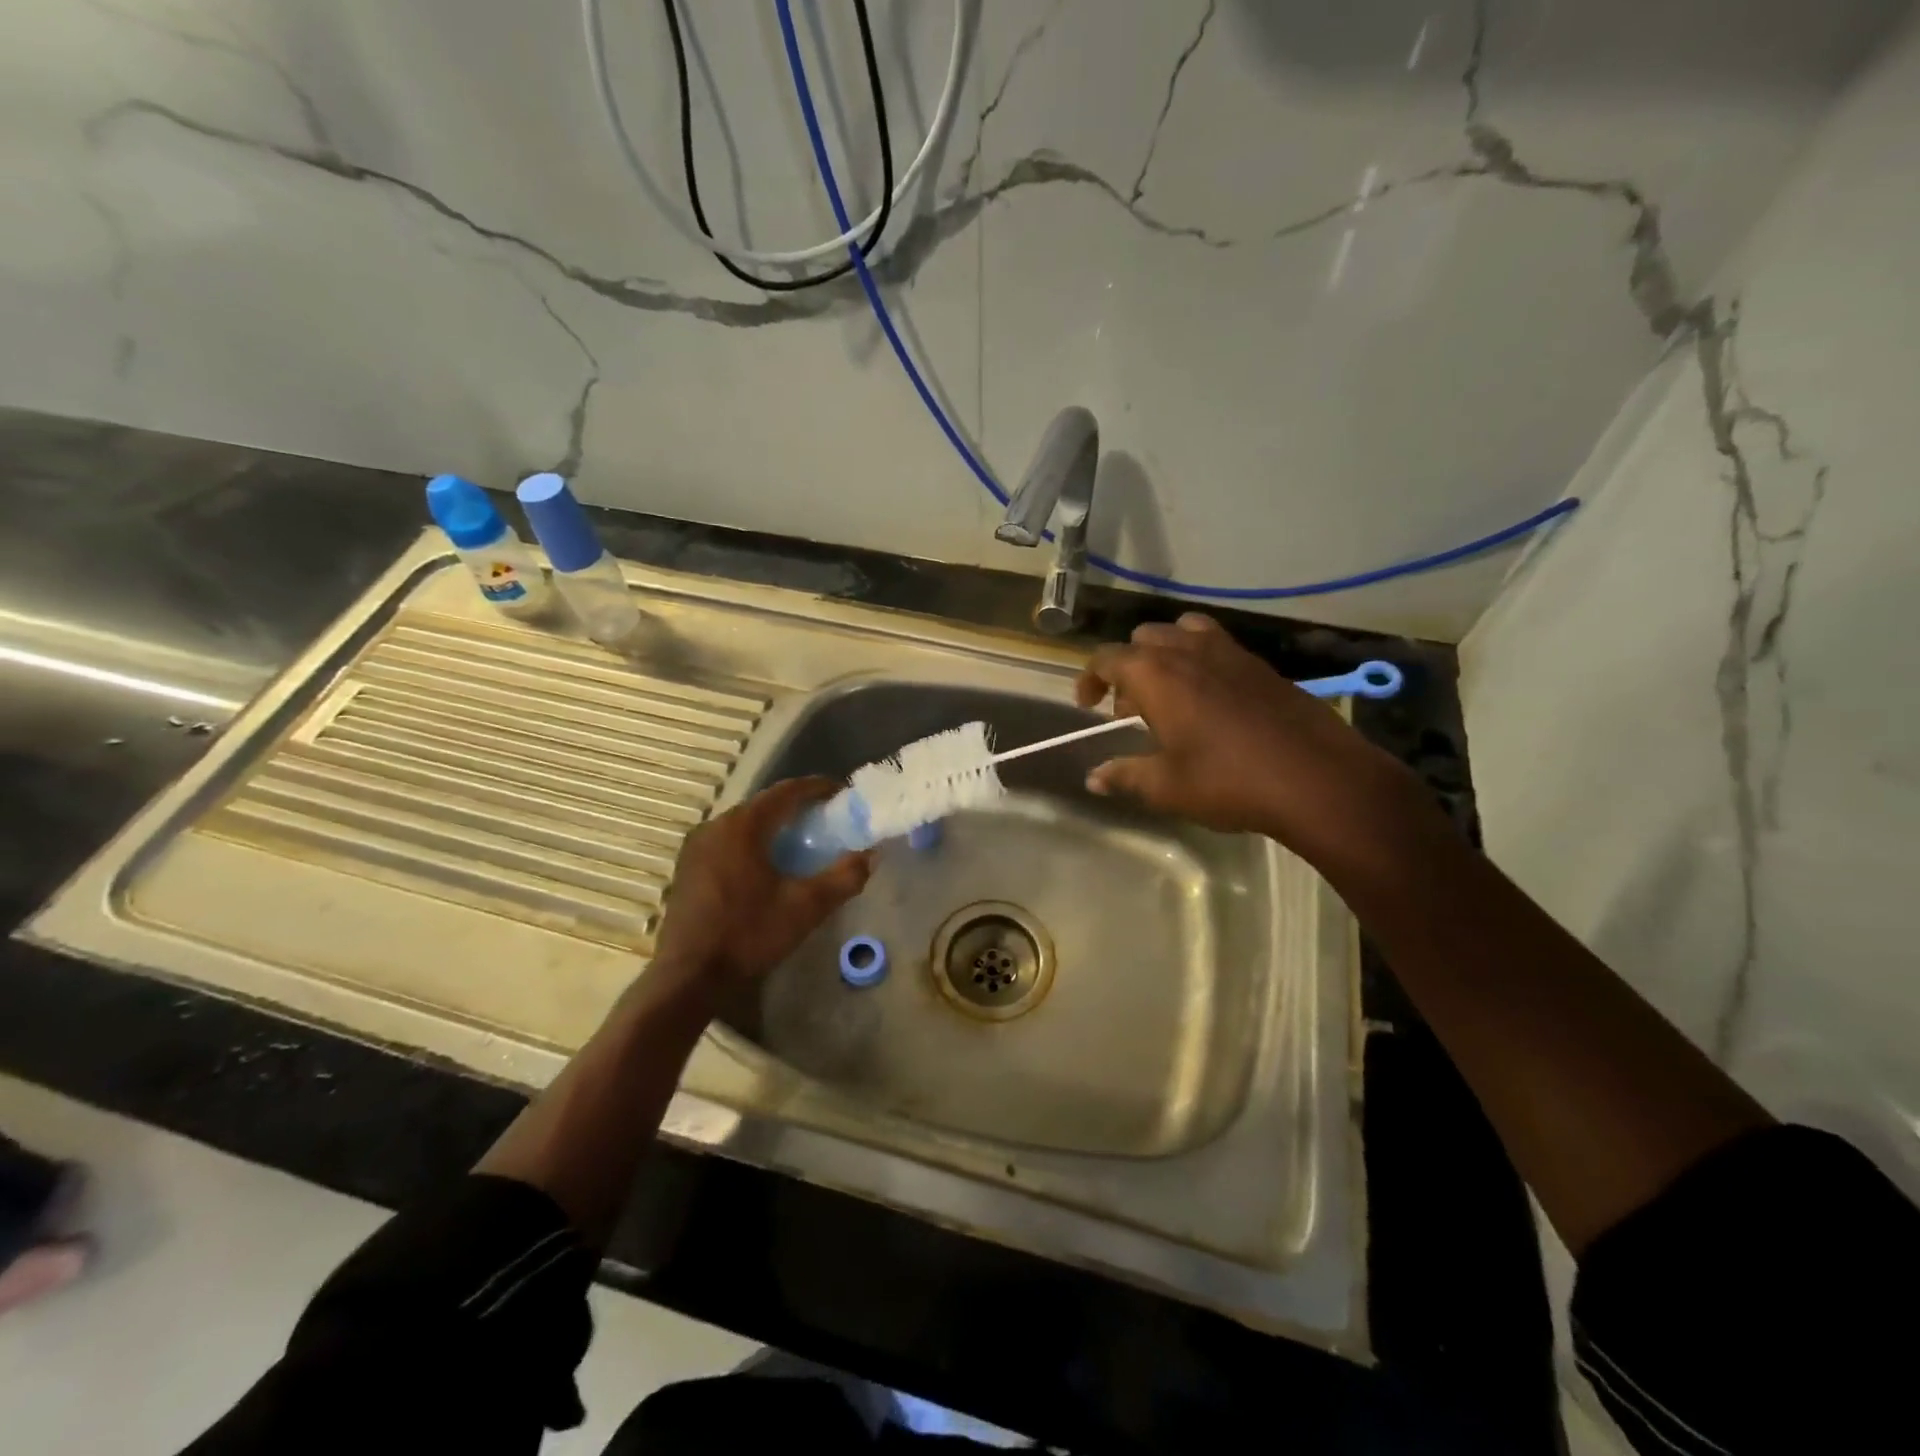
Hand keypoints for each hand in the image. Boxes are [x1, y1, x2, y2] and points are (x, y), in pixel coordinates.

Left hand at [648, 778, 872, 1010]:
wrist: (690, 976)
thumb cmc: (749, 934)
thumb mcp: (806, 907)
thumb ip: (844, 877)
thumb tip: (871, 855)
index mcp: (743, 826)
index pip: (786, 792)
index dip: (817, 788)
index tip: (841, 792)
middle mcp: (716, 825)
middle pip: (764, 805)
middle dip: (796, 807)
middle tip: (826, 819)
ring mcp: (697, 846)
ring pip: (744, 824)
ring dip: (773, 826)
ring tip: (801, 840)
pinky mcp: (688, 867)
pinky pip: (728, 841)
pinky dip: (753, 843)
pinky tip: (767, 864)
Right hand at [1074, 614, 1427, 863]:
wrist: (1316, 777)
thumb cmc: (1229, 780)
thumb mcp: (1167, 787)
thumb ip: (1125, 776)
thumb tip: (1094, 778)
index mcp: (1155, 674)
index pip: (1106, 658)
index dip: (1089, 679)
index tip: (1088, 706)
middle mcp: (1187, 651)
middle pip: (1142, 639)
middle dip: (1128, 668)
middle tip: (1131, 710)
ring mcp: (1228, 651)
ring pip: (1181, 632)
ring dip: (1164, 655)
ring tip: (1170, 694)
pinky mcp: (1259, 663)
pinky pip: (1216, 644)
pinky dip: (1199, 659)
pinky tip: (1212, 700)